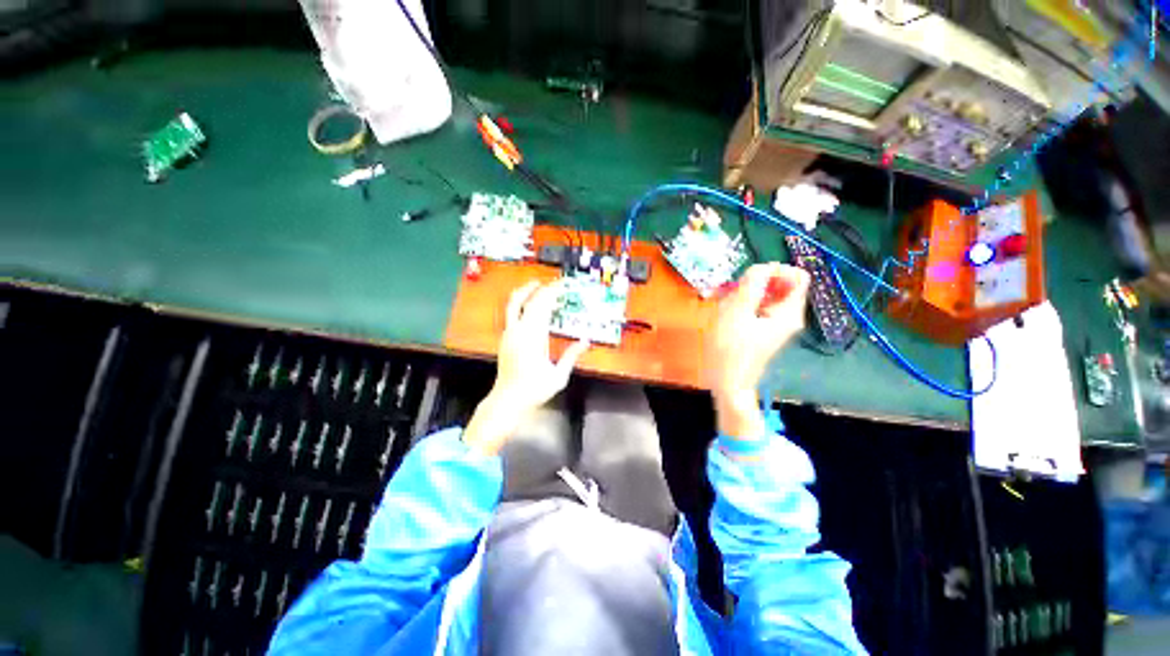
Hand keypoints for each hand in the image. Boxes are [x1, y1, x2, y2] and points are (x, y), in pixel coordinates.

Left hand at [464, 280, 589, 454]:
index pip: (541, 306)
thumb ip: (571, 356)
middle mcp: (518, 331)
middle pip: (526, 301)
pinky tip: (529, 308)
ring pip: (513, 305)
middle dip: (539, 289)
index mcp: (533, 337)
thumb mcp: (558, 376)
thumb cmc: (533, 389)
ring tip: (536, 286)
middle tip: (552, 284)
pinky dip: (521, 305)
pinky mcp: (505, 340)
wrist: (507, 401)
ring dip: (525, 293)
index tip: (561, 285)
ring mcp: (509, 335)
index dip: (551, 292)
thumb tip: (585, 340)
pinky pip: (511, 315)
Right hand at [707, 263, 809, 436]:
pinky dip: (742, 305)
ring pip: (765, 295)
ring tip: (726, 308)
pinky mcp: (763, 329)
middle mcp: (787, 316)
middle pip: (780, 284)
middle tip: (733, 295)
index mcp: (788, 312)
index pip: (797, 276)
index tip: (751, 279)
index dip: (776, 270)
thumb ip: (751, 285)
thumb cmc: (730, 349)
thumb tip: (764, 266)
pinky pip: (757, 306)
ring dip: (744, 294)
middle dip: (754, 284)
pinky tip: (726, 315)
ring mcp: (775, 323)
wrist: (727, 382)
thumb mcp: (736, 313)